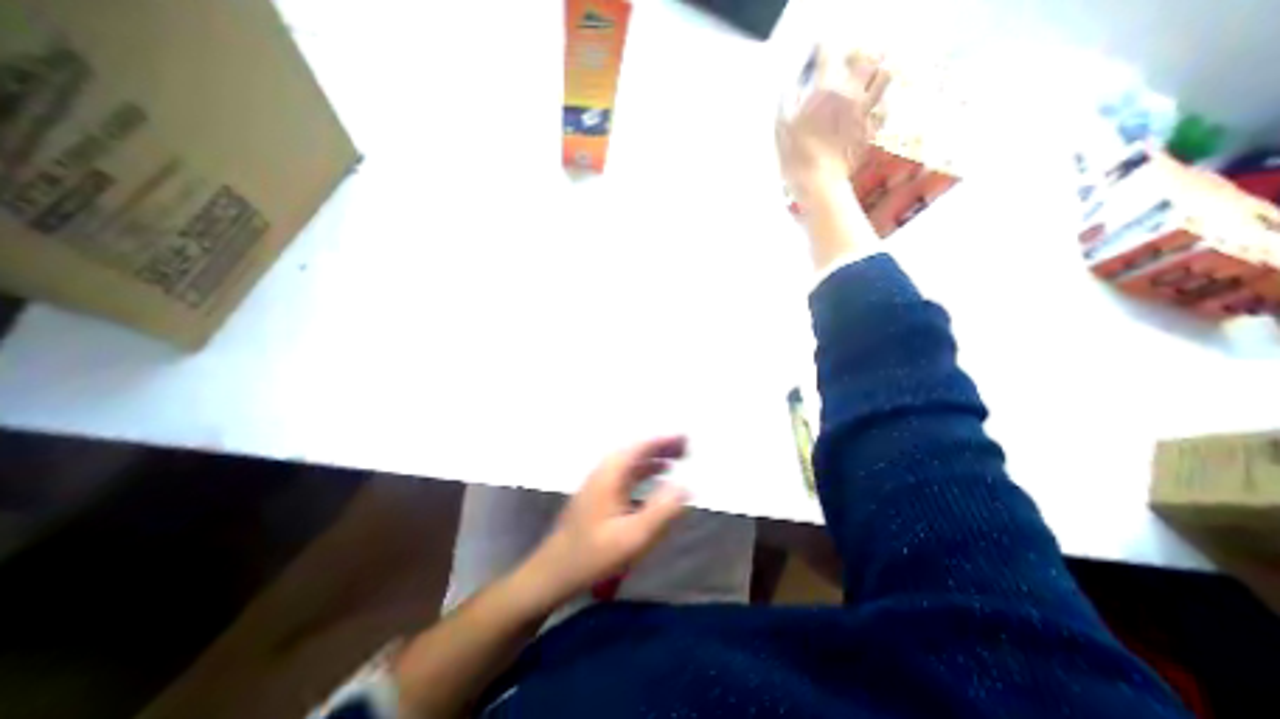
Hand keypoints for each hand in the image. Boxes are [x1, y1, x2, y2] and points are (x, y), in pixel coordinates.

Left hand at [518, 437, 689, 607]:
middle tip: (685, 447)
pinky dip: (643, 471)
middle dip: (660, 447)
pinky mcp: (598, 496)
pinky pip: (625, 474)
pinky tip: (653, 480)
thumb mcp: (633, 538)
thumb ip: (661, 511)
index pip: (640, 448)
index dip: (663, 441)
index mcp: (610, 475)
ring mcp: (599, 484)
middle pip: (635, 451)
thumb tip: (684, 487)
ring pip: (630, 462)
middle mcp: (603, 473)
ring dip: (652, 458)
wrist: (553, 573)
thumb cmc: (593, 555)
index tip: (684, 438)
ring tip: (675, 459)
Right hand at [780, 48, 892, 195]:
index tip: (820, 50)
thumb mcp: (781, 127)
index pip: (829, 51)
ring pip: (886, 74)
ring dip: (878, 70)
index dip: (823, 47)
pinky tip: (871, 108)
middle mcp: (851, 93)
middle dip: (857, 52)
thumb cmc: (796, 157)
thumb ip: (788, 100)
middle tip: (849, 60)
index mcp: (826, 89)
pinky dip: (880, 102)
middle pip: (865, 54)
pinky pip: (885, 106)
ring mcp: (865, 110)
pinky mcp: (872, 128)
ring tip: (870, 76)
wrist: (818, 183)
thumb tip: (791, 86)